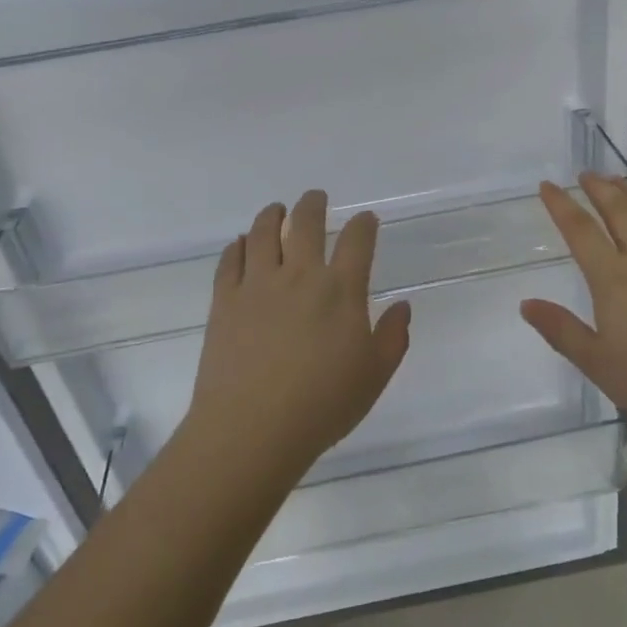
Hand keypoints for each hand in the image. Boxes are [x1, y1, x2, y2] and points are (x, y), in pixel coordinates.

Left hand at [184, 191, 411, 484]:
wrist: (252, 428)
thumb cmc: (322, 405)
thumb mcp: (374, 376)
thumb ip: (393, 337)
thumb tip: (402, 307)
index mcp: (341, 291)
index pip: (357, 242)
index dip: (364, 225)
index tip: (366, 219)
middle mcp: (300, 276)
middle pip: (306, 223)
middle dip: (313, 205)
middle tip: (315, 198)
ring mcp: (258, 285)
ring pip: (264, 233)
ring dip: (272, 216)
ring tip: (276, 210)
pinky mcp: (225, 300)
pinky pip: (230, 260)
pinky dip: (238, 246)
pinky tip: (241, 244)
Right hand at [519, 174, 626, 445]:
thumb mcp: (598, 363)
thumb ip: (561, 330)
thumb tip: (526, 304)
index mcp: (613, 278)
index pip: (580, 231)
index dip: (561, 206)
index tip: (547, 186)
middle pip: (619, 211)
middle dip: (600, 189)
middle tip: (586, 174)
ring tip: (619, 182)